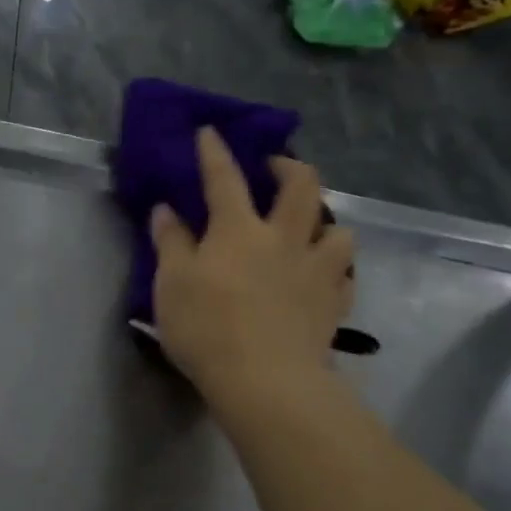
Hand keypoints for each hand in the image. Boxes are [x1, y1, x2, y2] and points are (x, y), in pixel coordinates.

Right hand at [149, 129, 353, 421]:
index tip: (209, 131)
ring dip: (325, 220)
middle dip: (289, 167)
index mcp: (238, 230)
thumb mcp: (172, 284)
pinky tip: (323, 276)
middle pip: (301, 187)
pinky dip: (334, 268)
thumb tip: (166, 210)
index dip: (214, 152)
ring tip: (310, 229)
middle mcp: (284, 239)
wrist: (265, 379)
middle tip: (275, 168)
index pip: (224, 178)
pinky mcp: (333, 303)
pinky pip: (344, 274)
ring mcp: (316, 270)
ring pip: (338, 229)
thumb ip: (171, 243)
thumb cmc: (207, 328)